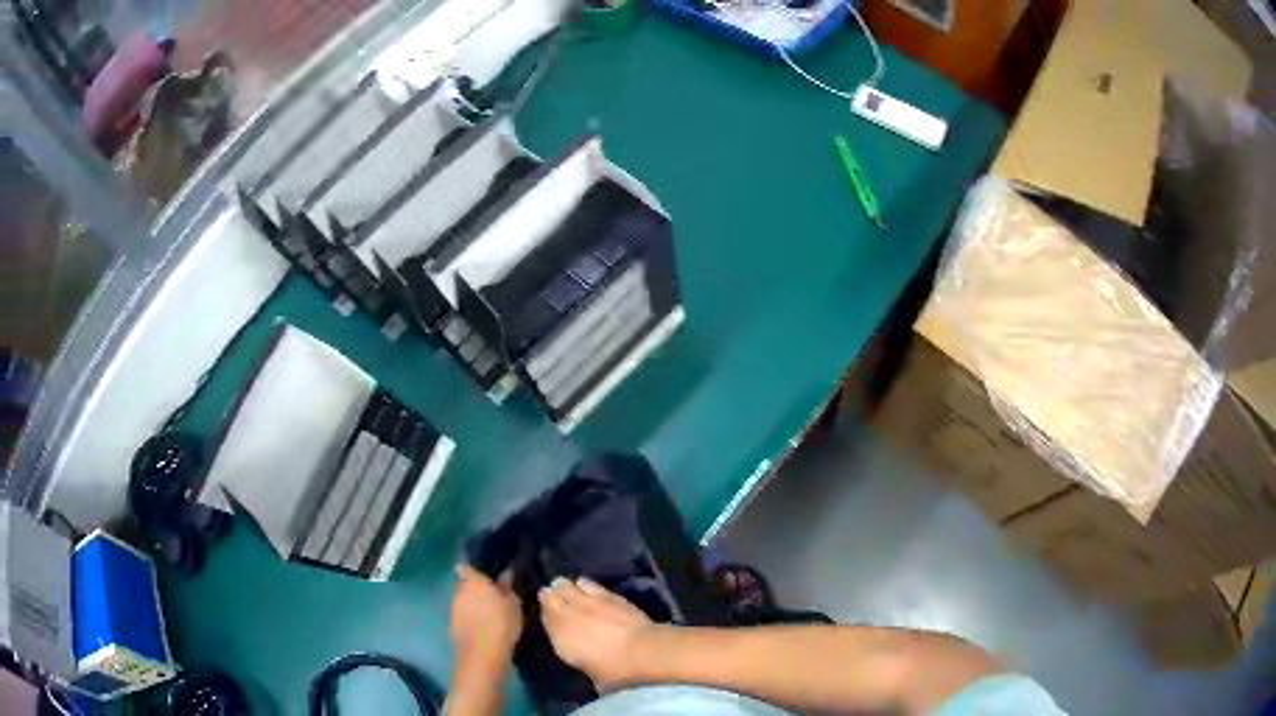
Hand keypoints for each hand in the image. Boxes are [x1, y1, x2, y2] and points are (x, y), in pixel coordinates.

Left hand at [451, 564, 521, 670]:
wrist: (482, 653)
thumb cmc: (501, 622)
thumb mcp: (513, 604)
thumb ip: (508, 588)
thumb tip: (506, 574)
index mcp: (472, 581)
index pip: (466, 567)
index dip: (472, 568)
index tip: (483, 571)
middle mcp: (458, 592)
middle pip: (466, 585)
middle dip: (476, 589)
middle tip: (493, 595)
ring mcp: (453, 609)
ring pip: (464, 602)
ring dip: (473, 605)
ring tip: (490, 612)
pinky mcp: (453, 626)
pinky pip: (463, 617)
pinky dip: (471, 619)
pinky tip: (484, 626)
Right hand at [538, 576, 667, 689]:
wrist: (642, 651)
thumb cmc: (615, 670)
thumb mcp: (593, 674)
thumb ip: (583, 661)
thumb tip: (587, 661)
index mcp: (561, 639)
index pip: (545, 620)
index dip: (547, 616)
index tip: (549, 615)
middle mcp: (567, 616)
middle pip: (549, 597)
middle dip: (550, 596)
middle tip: (552, 596)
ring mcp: (585, 602)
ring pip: (565, 586)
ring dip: (564, 587)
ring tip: (566, 589)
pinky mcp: (605, 594)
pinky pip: (586, 583)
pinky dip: (583, 584)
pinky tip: (583, 585)